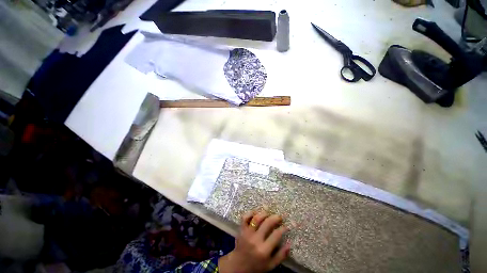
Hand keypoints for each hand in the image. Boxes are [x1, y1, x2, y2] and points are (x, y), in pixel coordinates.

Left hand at [219, 211, 290, 272]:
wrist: (238, 265)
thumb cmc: (256, 266)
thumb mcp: (270, 265)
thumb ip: (281, 256)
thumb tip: (289, 244)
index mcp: (264, 250)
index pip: (276, 235)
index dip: (283, 228)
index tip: (286, 226)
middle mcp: (256, 240)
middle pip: (267, 223)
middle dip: (275, 218)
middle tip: (279, 216)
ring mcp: (247, 233)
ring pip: (256, 218)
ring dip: (264, 214)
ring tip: (269, 213)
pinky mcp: (241, 229)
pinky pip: (245, 217)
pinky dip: (250, 213)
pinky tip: (256, 212)